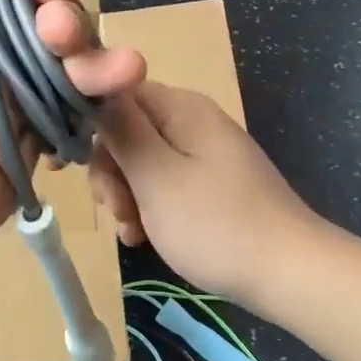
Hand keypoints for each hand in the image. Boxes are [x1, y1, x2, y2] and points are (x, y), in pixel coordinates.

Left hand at [0, 0, 143, 297]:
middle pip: (58, 30)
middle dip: (77, 23)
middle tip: (65, 36)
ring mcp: (14, 112)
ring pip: (76, 76)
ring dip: (103, 66)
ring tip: (124, 71)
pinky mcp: (30, 158)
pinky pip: (76, 125)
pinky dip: (99, 114)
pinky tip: (116, 110)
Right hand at [89, 82, 320, 307]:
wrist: (289, 273)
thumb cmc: (215, 223)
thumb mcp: (155, 176)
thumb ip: (120, 131)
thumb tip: (93, 87)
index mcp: (180, 108)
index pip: (116, 94)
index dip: (88, 125)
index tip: (70, 166)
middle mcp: (191, 121)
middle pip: (127, 131)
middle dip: (111, 172)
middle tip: (114, 209)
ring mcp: (204, 153)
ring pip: (143, 162)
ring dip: (127, 196)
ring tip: (132, 232)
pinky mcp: (211, 183)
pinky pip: (166, 183)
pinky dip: (150, 208)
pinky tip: (144, 238)